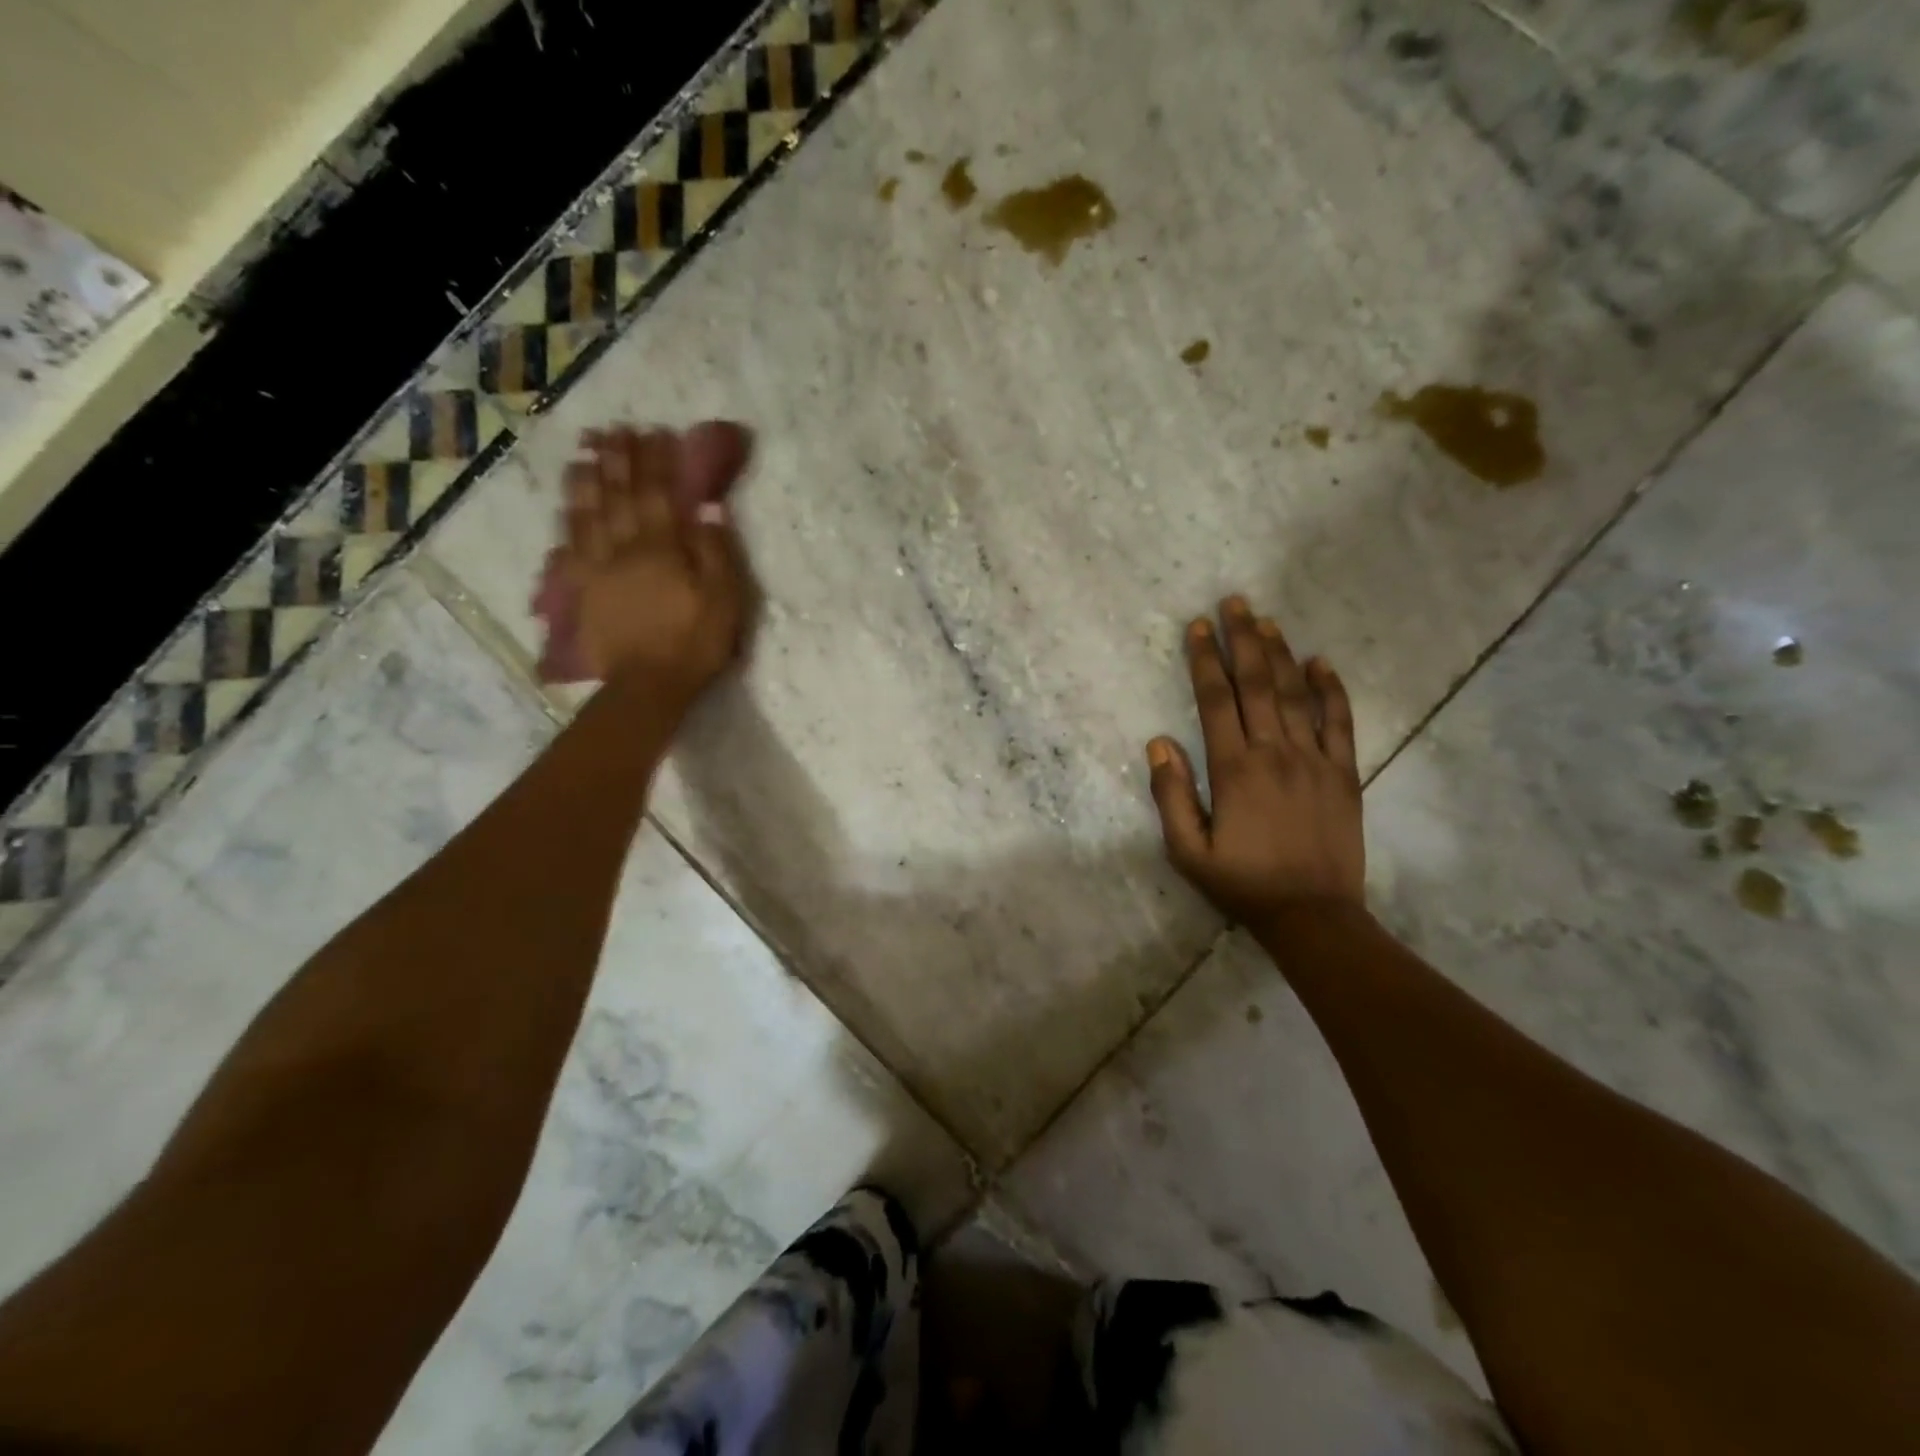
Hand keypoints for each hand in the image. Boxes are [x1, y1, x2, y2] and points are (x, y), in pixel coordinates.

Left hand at [538, 423, 753, 699]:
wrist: (648, 684)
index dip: (656, 461)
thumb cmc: (695, 641)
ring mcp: (598, 568)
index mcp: (661, 547)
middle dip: (616, 460)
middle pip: (617, 495)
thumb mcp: (724, 597)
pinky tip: (567, 509)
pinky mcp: (582, 591)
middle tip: (612, 430)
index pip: (658, 493)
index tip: (654, 432)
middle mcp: (624, 547)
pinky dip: (568, 523)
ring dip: (586, 480)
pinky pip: (570, 548)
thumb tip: (708, 505)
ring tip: (584, 454)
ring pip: (587, 514)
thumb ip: (716, 549)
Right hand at [1147, 597, 1365, 923]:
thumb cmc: (1242, 883)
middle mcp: (1275, 753)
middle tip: (1234, 602)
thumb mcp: (1187, 851)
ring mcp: (1315, 760)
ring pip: (1296, 694)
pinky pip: (1341, 721)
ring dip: (1280, 653)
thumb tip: (1159, 742)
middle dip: (1243, 640)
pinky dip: (1331, 689)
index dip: (1205, 660)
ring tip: (1266, 620)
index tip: (1198, 628)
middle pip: (1257, 684)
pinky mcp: (1345, 773)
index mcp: (1234, 769)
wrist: (1313, 915)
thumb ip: (1170, 795)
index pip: (1216, 700)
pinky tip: (1321, 662)